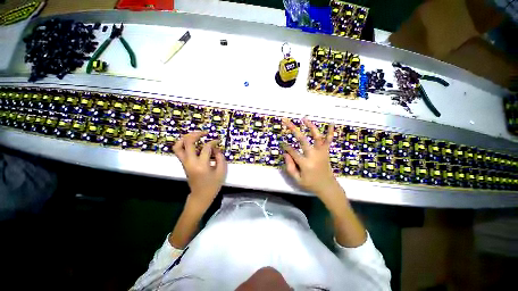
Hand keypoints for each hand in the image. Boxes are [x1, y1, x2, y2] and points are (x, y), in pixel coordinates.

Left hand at [173, 131, 226, 212]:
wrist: (201, 196)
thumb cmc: (213, 185)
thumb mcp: (221, 172)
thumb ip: (220, 158)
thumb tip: (215, 148)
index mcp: (201, 165)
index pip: (206, 148)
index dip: (213, 142)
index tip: (218, 141)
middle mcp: (190, 162)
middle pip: (188, 142)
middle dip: (196, 134)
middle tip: (205, 133)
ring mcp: (185, 163)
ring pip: (178, 146)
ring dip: (186, 138)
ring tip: (195, 135)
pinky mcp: (183, 164)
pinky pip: (179, 150)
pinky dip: (183, 143)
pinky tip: (192, 143)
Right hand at [282, 118, 344, 205]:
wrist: (328, 187)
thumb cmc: (311, 184)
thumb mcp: (297, 180)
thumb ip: (290, 167)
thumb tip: (285, 153)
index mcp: (305, 164)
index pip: (292, 151)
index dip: (286, 146)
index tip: (282, 143)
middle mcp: (313, 155)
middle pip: (302, 139)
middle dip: (293, 129)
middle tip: (286, 121)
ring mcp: (321, 152)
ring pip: (316, 136)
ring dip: (310, 126)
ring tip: (304, 119)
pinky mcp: (326, 152)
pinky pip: (329, 140)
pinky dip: (331, 132)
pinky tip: (331, 123)